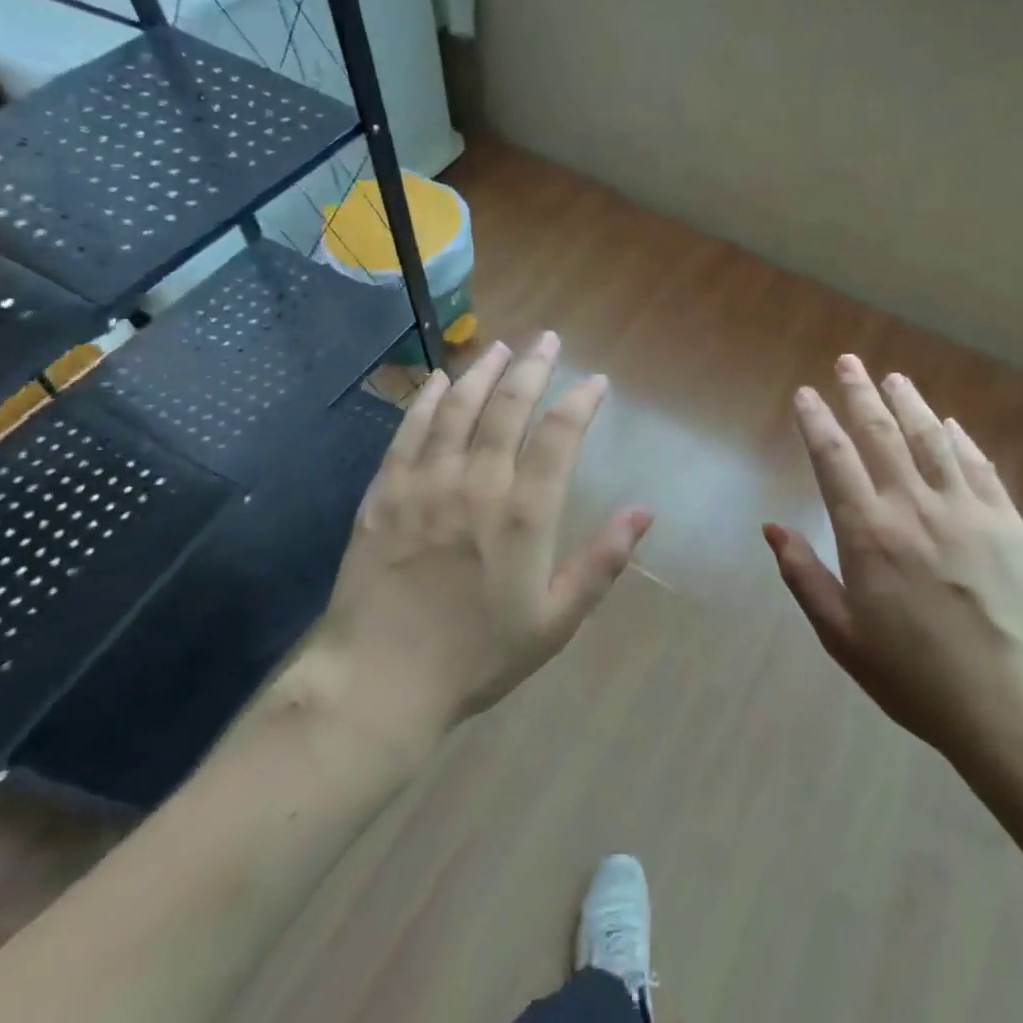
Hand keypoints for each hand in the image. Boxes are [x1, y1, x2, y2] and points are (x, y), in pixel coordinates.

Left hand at [316, 333, 652, 742]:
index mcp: (524, 512)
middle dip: (533, 367)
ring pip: (458, 408)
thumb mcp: (556, 619)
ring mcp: (425, 483)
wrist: (378, 682)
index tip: (598, 382)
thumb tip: (645, 511)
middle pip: (508, 406)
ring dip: (482, 371)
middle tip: (548, 340)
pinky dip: (427, 400)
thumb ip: (603, 561)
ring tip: (501, 347)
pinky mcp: (384, 492)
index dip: (582, 401)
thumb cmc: (478, 655)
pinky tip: (439, 381)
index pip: (561, 435)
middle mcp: (477, 482)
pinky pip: (409, 431)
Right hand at [763, 354, 1022, 760]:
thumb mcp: (842, 635)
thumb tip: (772, 527)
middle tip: (848, 362)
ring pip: (931, 437)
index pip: (834, 458)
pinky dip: (960, 439)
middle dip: (860, 392)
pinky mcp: (1006, 519)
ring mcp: (965, 508)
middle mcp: (914, 506)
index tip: (806, 393)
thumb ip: (803, 576)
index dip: (816, 420)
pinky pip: (978, 464)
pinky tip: (950, 425)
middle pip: (881, 432)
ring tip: (894, 378)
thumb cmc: (914, 676)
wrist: (1010, 704)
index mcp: (868, 533)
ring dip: (909, 402)